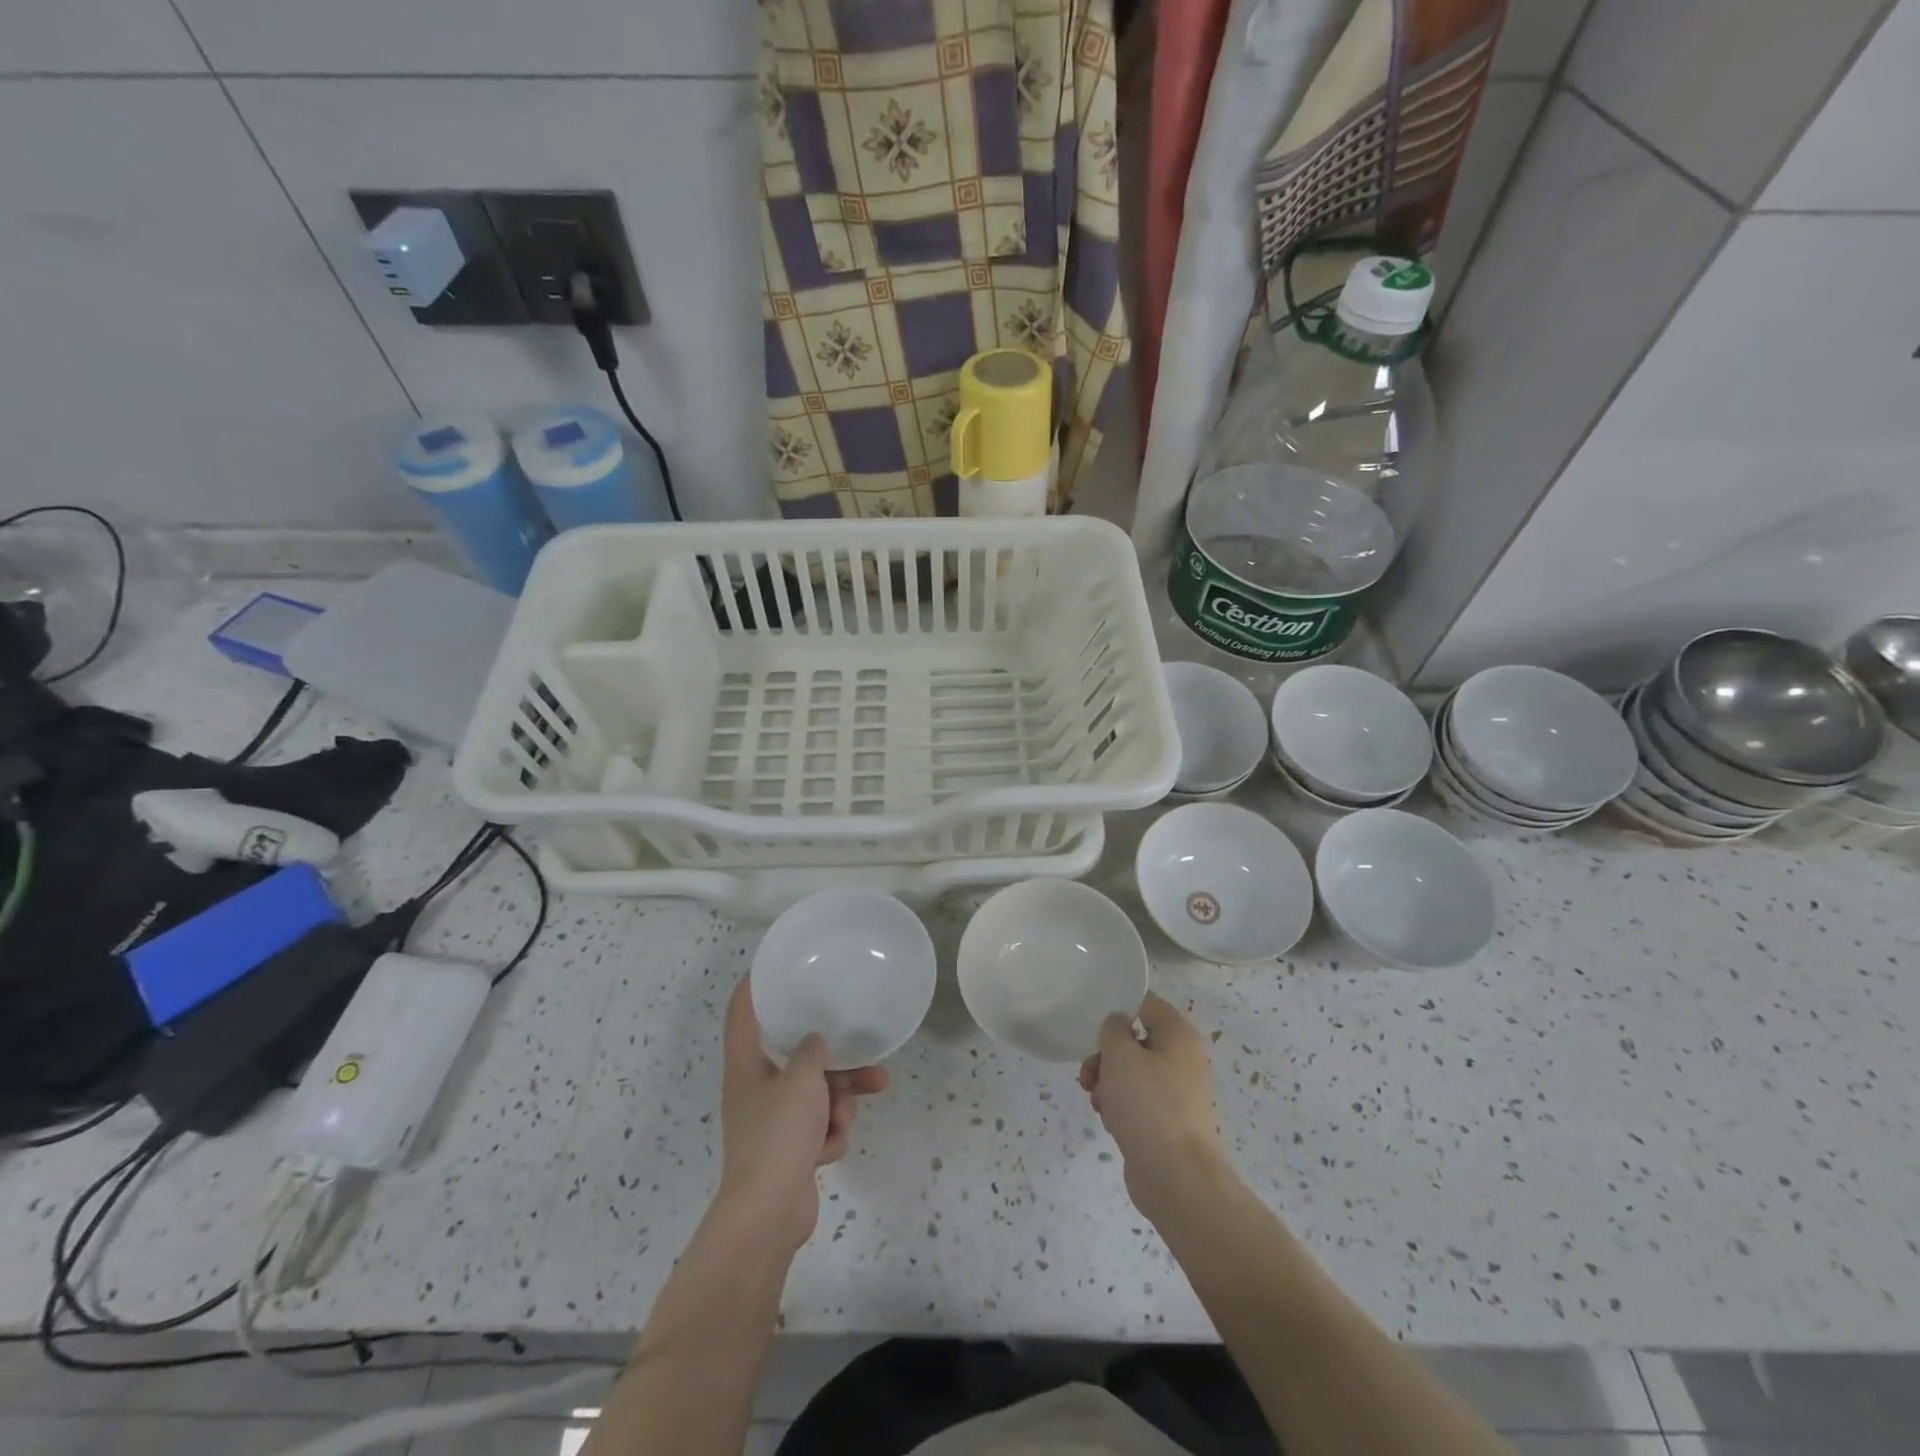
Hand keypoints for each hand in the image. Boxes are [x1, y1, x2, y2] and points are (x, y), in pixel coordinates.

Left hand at [717, 979, 887, 1252]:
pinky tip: (829, 1150)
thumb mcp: (802, 1079)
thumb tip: (815, 1044)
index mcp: (746, 1067)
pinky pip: (818, 1128)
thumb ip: (812, 1052)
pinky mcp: (789, 1153)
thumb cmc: (779, 1133)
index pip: (742, 1015)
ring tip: (854, 1111)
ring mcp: (773, 1124)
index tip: (773, 968)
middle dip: (835, 1065)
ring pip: (816, 1095)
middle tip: (869, 1061)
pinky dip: (829, 1136)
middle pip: (796, 1060)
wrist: (768, 1212)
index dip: (754, 988)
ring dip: (840, 1103)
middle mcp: (756, 1091)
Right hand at [1079, 992, 1224, 1220]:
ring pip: (1134, 1072)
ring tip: (1097, 1100)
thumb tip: (1118, 1025)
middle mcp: (1184, 1059)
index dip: (1116, 1005)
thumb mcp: (1120, 1055)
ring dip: (1109, 1081)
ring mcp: (1179, 1093)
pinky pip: (1140, 1100)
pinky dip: (1121, 1105)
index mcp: (1179, 1035)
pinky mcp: (1170, 1122)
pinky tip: (1110, 1120)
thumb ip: (1113, 1028)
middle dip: (1106, 1054)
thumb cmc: (1148, 1105)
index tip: (1090, 1019)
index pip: (1145, 1002)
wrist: (1177, 1178)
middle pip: (1135, 1040)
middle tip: (1088, 1072)